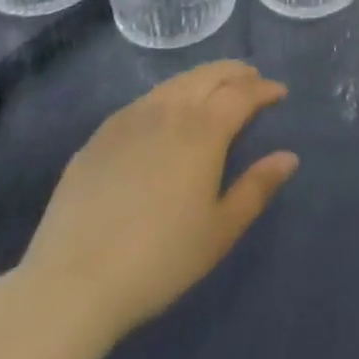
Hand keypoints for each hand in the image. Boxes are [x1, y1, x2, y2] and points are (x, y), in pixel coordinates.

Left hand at [17, 61, 297, 345]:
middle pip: (210, 75)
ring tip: (214, 92)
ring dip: (203, 80)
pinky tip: (166, 116)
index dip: (265, 88)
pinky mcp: (99, 137)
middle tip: (252, 80)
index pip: (243, 92)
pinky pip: (144, 101)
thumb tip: (289, 157)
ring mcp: (129, 119)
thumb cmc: (158, 260)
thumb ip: (257, 188)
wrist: (70, 285)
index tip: (279, 93)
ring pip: (176, 83)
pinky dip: (169, 96)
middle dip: (236, 73)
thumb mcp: (220, 231)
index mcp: (204, 129)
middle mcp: (169, 110)